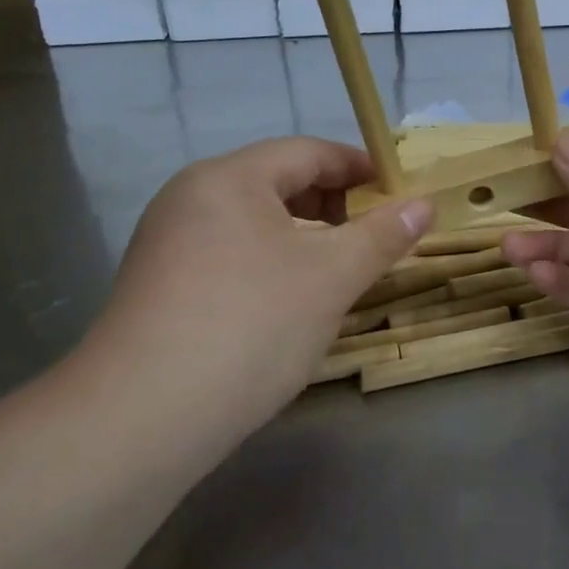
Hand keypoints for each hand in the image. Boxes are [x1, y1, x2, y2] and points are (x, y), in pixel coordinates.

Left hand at [77, 137, 430, 452]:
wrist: (144, 416)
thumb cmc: (252, 324)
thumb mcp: (331, 277)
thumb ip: (382, 235)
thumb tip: (424, 205)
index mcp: (228, 178)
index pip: (308, 151)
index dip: (361, 167)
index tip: (401, 193)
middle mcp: (191, 198)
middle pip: (278, 184)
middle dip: (335, 206)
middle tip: (378, 238)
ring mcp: (169, 244)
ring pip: (256, 225)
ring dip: (306, 240)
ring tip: (343, 273)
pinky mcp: (162, 287)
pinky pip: (232, 257)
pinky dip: (274, 266)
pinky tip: (294, 304)